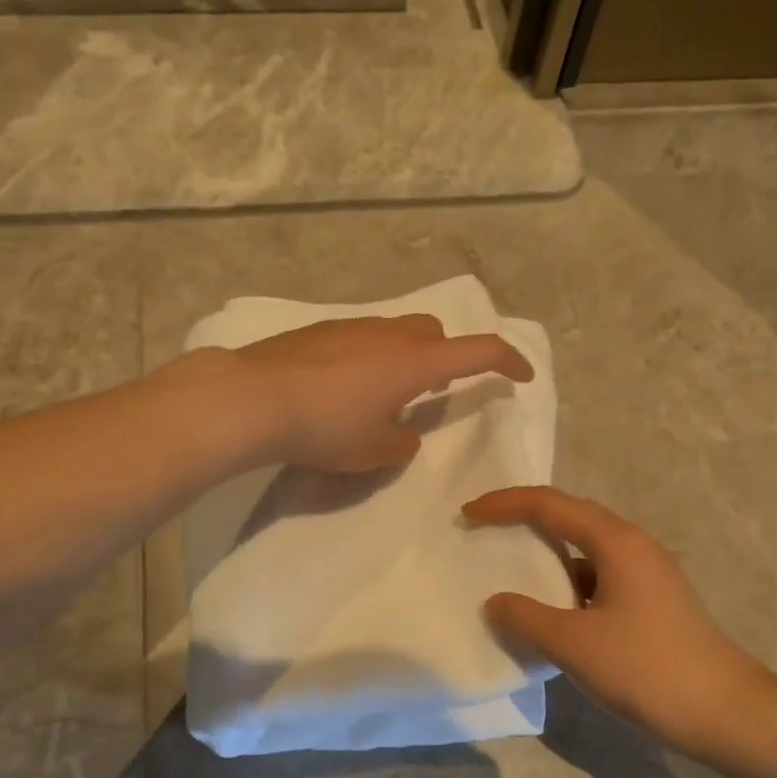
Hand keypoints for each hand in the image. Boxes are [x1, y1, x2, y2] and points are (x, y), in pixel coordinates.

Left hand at [231, 314, 532, 472]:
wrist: (254, 398)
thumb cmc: (325, 428)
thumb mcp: (373, 451)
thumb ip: (402, 444)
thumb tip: (403, 436)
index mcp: (416, 362)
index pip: (479, 351)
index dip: (508, 362)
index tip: (522, 376)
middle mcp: (390, 334)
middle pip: (436, 332)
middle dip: (447, 355)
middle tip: (433, 390)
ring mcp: (353, 326)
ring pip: (397, 330)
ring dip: (406, 356)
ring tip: (385, 392)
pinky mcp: (320, 330)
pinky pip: (363, 335)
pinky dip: (371, 355)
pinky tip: (344, 385)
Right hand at [463, 486, 776, 767]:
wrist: (727, 713)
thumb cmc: (648, 669)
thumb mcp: (575, 644)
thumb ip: (526, 618)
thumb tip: (495, 602)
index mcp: (616, 541)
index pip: (549, 504)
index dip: (503, 504)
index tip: (467, 515)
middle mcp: (633, 545)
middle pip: (569, 516)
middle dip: (523, 520)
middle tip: (483, 532)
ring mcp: (647, 573)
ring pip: (585, 549)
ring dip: (546, 554)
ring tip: (510, 570)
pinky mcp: (652, 601)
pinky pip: (598, 576)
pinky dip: (566, 584)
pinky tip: (550, 612)